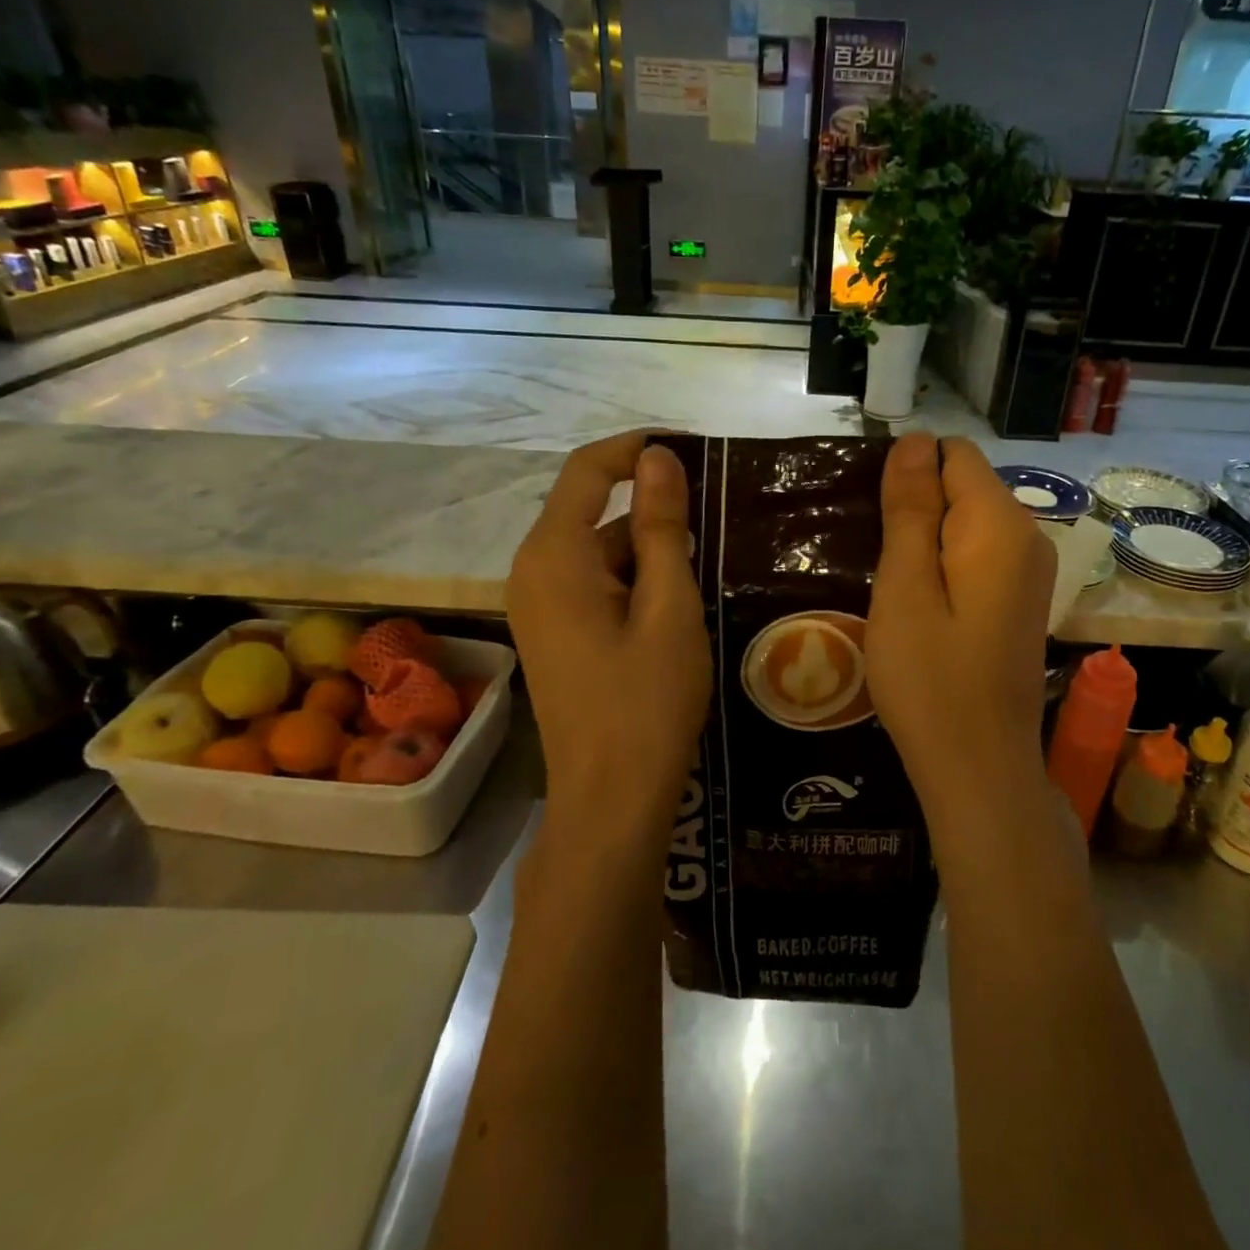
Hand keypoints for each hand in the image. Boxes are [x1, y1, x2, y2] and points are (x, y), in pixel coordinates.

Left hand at [507, 433, 710, 852]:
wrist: (609, 801)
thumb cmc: (646, 702)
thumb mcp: (669, 608)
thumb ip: (661, 527)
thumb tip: (658, 456)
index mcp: (553, 556)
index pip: (586, 470)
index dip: (636, 448)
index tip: (692, 450)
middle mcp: (533, 571)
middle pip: (591, 512)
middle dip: (651, 511)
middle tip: (716, 525)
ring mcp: (538, 606)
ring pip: (597, 552)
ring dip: (648, 552)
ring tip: (707, 573)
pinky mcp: (552, 632)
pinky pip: (593, 584)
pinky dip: (633, 582)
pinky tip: (675, 609)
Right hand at [866, 433, 1053, 815]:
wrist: (979, 768)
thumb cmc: (930, 679)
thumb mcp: (905, 587)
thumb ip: (910, 508)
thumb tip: (914, 439)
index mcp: (1000, 525)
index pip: (953, 455)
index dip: (908, 475)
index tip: (877, 525)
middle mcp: (1029, 536)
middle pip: (964, 486)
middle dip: (916, 509)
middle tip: (881, 568)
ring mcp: (1032, 572)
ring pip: (968, 522)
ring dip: (926, 541)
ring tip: (895, 590)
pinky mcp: (1022, 600)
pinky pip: (979, 555)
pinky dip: (946, 566)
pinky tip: (923, 609)